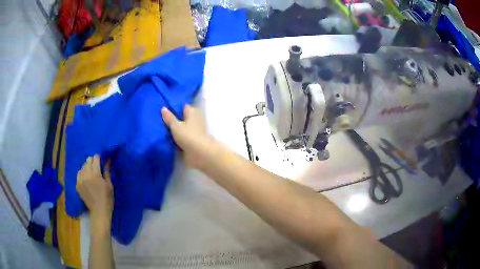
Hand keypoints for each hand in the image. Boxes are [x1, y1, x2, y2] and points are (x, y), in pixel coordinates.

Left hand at [76, 155, 113, 221]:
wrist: (99, 211)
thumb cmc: (107, 199)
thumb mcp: (109, 185)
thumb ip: (107, 171)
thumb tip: (107, 160)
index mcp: (95, 173)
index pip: (95, 158)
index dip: (98, 158)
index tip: (100, 160)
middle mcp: (86, 174)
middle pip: (88, 161)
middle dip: (92, 161)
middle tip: (96, 166)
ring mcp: (80, 180)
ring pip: (82, 167)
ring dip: (86, 167)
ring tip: (90, 172)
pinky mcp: (77, 185)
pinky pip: (78, 174)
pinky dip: (82, 173)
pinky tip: (85, 177)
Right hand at [161, 105, 212, 168]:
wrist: (199, 153)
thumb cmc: (187, 136)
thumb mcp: (175, 126)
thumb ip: (169, 117)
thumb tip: (164, 108)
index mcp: (192, 112)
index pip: (184, 107)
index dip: (176, 108)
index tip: (167, 111)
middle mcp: (196, 119)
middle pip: (185, 117)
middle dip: (177, 119)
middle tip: (164, 121)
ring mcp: (197, 129)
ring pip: (186, 126)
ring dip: (179, 128)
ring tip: (165, 130)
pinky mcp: (196, 140)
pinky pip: (186, 135)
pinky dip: (181, 136)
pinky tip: (172, 139)